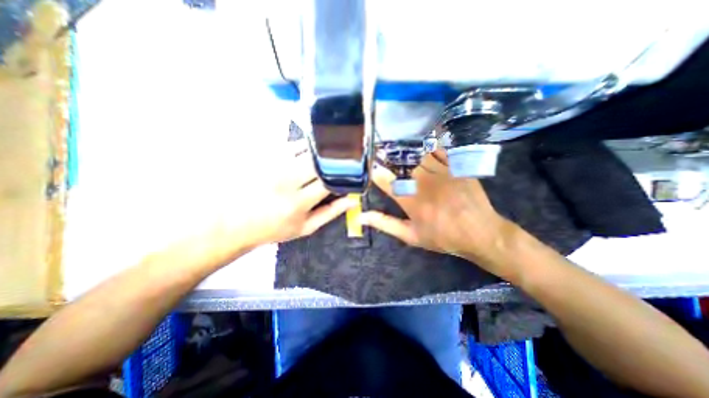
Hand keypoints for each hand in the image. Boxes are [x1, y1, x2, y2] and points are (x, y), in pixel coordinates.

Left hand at [217, 140, 360, 252]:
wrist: (235, 222)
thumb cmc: (274, 228)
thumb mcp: (306, 227)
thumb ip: (331, 213)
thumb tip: (353, 200)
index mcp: (299, 202)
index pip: (330, 181)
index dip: (344, 175)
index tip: (350, 174)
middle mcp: (286, 180)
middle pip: (319, 161)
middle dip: (334, 160)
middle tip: (342, 161)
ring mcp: (273, 165)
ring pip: (307, 148)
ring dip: (321, 151)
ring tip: (327, 156)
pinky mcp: (263, 155)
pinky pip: (291, 143)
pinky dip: (305, 146)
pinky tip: (307, 153)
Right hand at [361, 151, 518, 274]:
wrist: (479, 233)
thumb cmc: (442, 236)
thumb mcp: (411, 236)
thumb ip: (386, 224)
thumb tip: (362, 216)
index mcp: (411, 201)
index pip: (387, 181)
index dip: (377, 173)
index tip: (373, 168)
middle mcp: (424, 183)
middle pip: (403, 164)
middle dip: (392, 160)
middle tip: (387, 158)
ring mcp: (441, 172)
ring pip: (419, 155)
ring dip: (409, 154)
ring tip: (403, 152)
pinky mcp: (456, 167)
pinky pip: (440, 151)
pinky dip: (430, 148)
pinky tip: (424, 148)